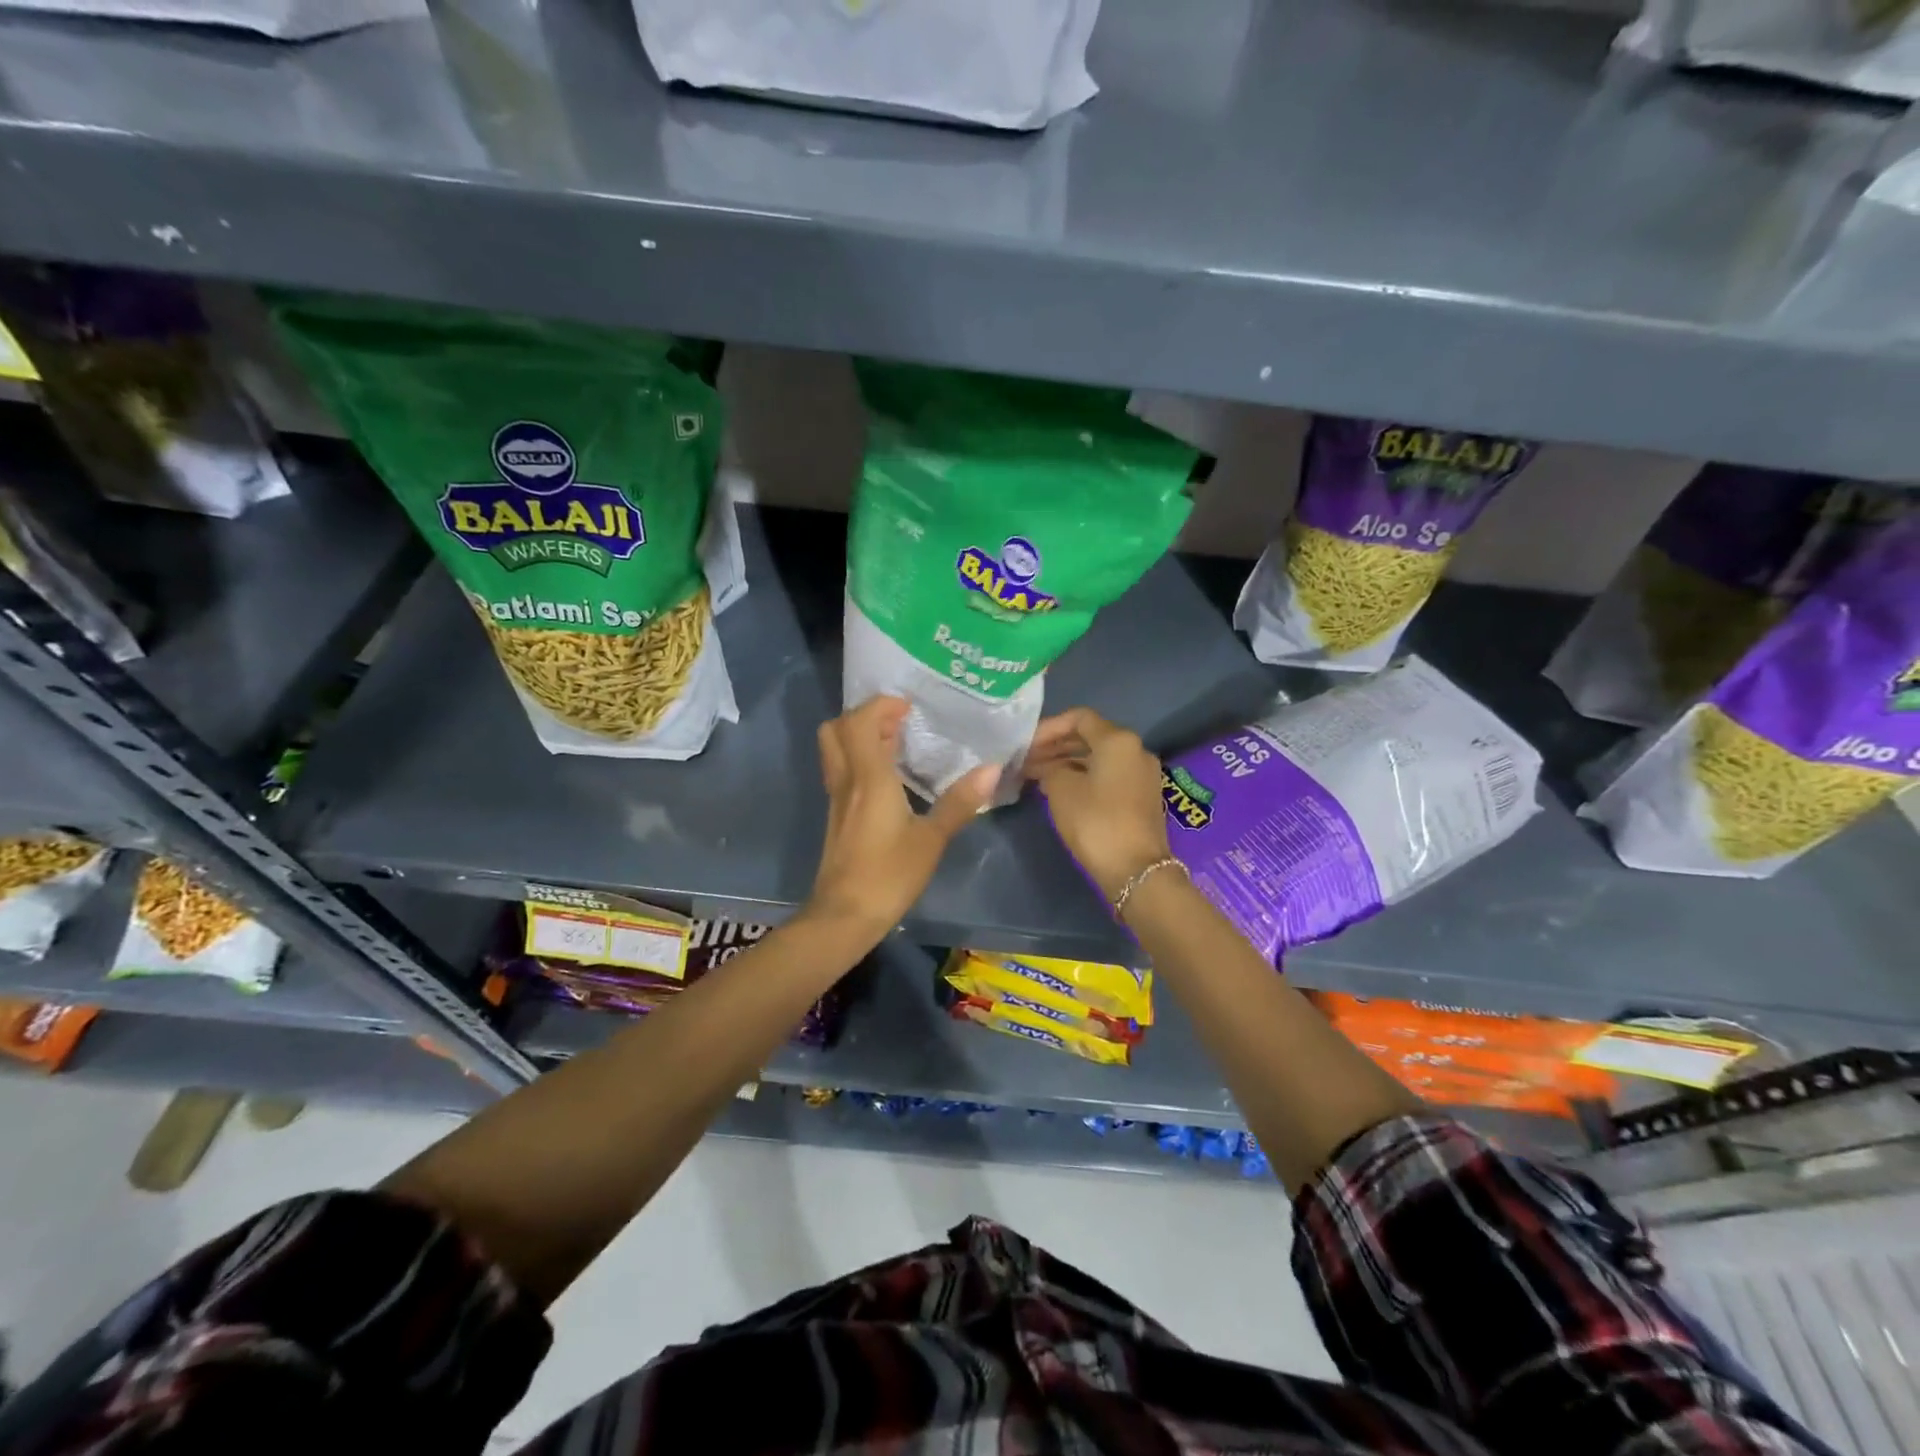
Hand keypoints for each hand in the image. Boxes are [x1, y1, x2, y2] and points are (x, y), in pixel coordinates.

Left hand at [806, 696, 999, 939]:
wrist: (844, 916)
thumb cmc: (889, 875)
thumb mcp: (931, 840)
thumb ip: (960, 802)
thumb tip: (992, 769)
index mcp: (868, 778)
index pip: (859, 722)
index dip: (880, 706)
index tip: (908, 708)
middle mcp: (846, 781)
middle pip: (836, 729)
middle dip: (864, 716)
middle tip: (898, 722)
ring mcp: (837, 799)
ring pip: (836, 750)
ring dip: (860, 736)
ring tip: (896, 743)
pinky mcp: (837, 816)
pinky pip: (842, 771)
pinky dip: (859, 760)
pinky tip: (888, 778)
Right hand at [1025, 708, 1172, 901]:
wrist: (1136, 870)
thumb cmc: (1095, 822)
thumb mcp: (1061, 790)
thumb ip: (1049, 768)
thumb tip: (1047, 767)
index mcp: (1118, 740)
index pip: (1079, 718)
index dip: (1048, 727)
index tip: (1025, 744)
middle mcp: (1136, 750)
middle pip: (1090, 737)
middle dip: (1055, 746)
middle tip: (1025, 760)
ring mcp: (1142, 774)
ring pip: (1098, 758)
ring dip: (1067, 763)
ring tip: (1035, 775)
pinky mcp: (1142, 796)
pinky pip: (1108, 775)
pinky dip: (1083, 776)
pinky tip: (1059, 789)